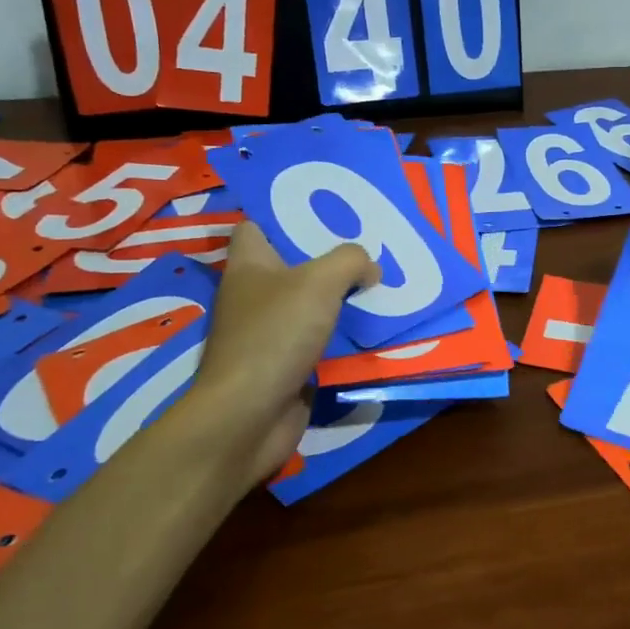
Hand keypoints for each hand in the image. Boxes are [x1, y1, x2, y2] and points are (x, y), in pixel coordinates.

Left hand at [183, 221, 378, 459]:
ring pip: (309, 305)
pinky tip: (372, 329)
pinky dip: (341, 336)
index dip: (284, 216)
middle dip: (328, 258)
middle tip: (369, 247)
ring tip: (380, 284)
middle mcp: (253, 296)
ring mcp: (267, 333)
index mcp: (249, 266)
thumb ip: (349, 261)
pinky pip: (319, 341)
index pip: (256, 227)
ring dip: (340, 299)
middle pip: (292, 266)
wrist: (249, 415)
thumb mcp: (320, 282)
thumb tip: (370, 267)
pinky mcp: (284, 365)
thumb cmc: (276, 335)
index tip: (324, 213)